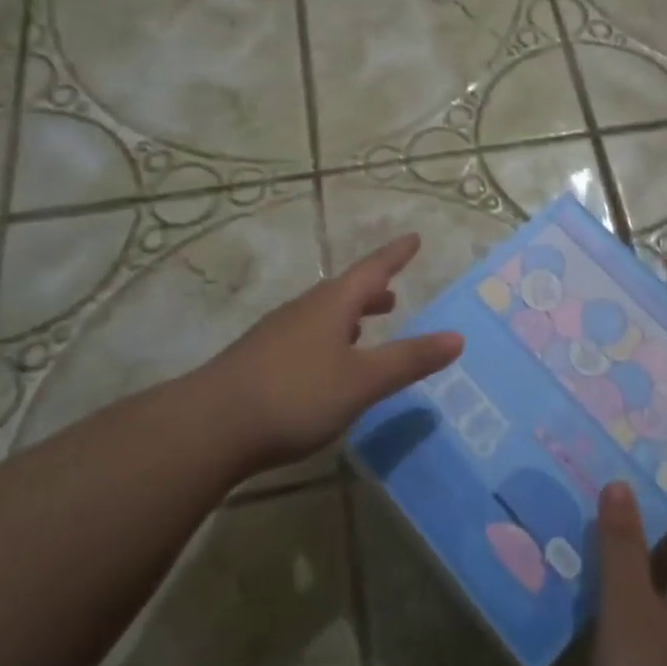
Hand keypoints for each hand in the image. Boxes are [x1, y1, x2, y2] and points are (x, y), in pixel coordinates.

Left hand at [204, 234, 463, 471]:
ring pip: (322, 314)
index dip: (395, 255)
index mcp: (331, 305)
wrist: (209, 427)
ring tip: (366, 326)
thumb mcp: (362, 381)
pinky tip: (326, 363)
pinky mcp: (259, 360)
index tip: (413, 238)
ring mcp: (276, 334)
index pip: (372, 270)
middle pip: (344, 291)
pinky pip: (305, 336)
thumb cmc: (295, 395)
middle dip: (371, 290)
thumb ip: (409, 360)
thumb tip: (457, 337)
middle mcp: (304, 310)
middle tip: (392, 291)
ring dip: (349, 315)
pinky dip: (328, 338)